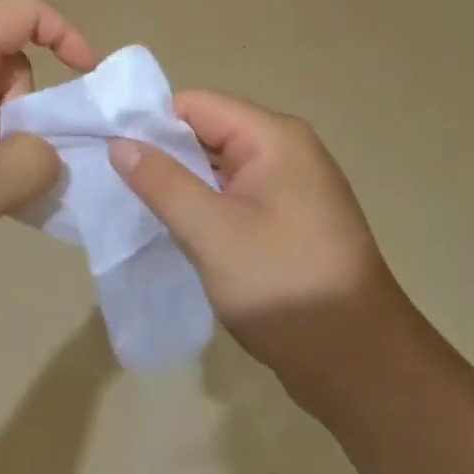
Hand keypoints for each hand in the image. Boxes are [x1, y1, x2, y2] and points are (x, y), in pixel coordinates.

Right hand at [108, 91, 390, 402]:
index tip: (110, 150)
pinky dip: (205, 205)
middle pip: (207, 132)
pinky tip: (178, 228)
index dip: (151, 123)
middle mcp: (286, 150)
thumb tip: (120, 142)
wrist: (362, 368)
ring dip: (183, 183)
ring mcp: (291, 186)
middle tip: (116, 182)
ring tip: (138, 206)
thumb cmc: (284, 286)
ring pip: (218, 166)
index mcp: (274, 137)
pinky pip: (235, 195)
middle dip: (164, 154)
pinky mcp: (289, 219)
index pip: (196, 105)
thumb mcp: (211, 232)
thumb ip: (162, 182)